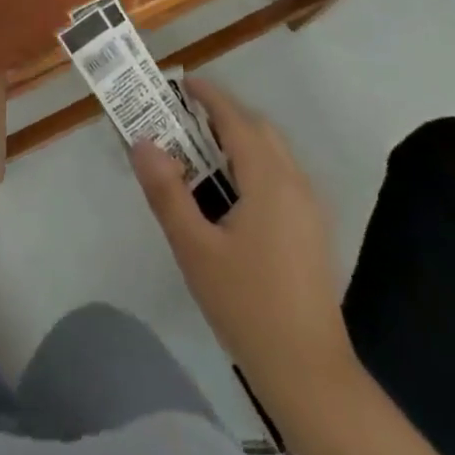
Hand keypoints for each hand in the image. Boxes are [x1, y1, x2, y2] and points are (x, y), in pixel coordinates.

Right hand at [131, 78, 348, 373]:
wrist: (308, 371)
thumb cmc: (246, 304)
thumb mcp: (194, 248)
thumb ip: (167, 191)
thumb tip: (143, 142)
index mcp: (269, 181)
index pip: (236, 120)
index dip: (209, 97)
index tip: (181, 82)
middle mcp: (296, 184)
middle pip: (259, 131)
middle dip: (222, 115)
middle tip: (181, 118)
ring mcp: (309, 209)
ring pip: (273, 153)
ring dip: (238, 140)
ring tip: (198, 150)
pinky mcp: (312, 231)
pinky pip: (281, 176)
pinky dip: (253, 164)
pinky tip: (228, 192)